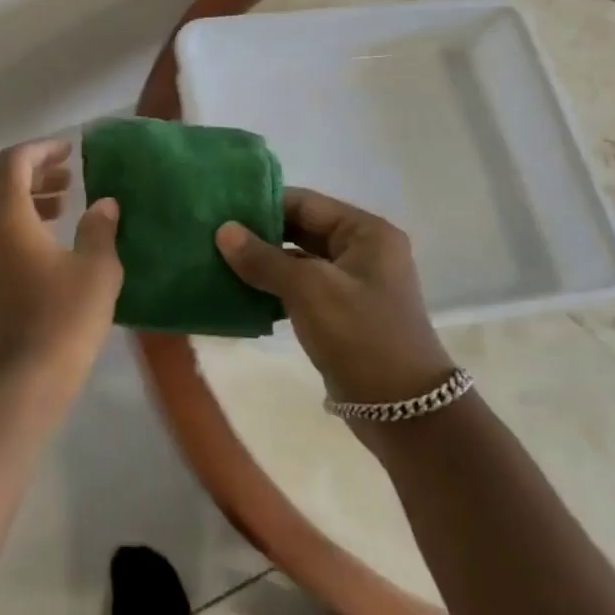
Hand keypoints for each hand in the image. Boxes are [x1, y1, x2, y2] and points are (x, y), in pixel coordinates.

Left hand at [0, 140, 122, 390]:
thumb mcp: (96, 268)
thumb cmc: (63, 317)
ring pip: (0, 211)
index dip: (41, 149)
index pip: (14, 163)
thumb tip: (105, 205)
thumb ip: (100, 228)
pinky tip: (54, 240)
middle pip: (3, 184)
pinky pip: (0, 236)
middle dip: (36, 173)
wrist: (24, 379)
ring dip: (30, 199)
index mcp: (7, 217)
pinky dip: (24, 224)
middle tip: (70, 174)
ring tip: (66, 202)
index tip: (69, 150)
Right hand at [216, 188, 454, 405]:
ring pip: (296, 260)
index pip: (305, 203)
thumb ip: (264, 258)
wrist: (403, 411)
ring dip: (260, 262)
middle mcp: (361, 250)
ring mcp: (351, 283)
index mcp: (365, 232)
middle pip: (300, 229)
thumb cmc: (361, 336)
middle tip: (210, 235)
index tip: (218, 209)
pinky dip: (271, 288)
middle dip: (257, 234)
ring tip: (215, 260)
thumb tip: (223, 230)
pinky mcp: (339, 312)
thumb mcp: (309, 290)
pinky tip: (237, 291)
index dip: (262, 204)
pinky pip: (299, 288)